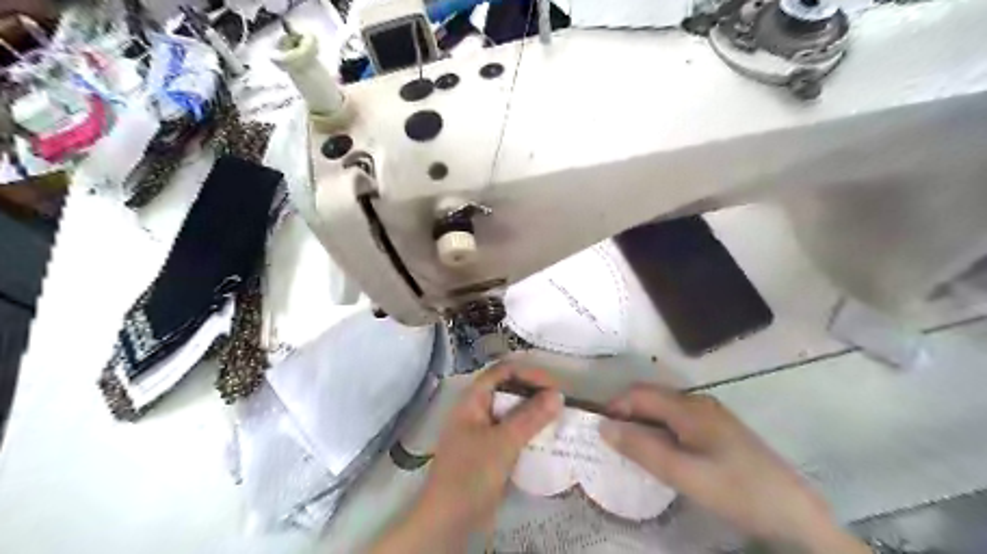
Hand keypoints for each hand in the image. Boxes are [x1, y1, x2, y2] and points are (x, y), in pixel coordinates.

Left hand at [370, 366, 561, 551]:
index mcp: (473, 400)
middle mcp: (478, 411)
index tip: (554, 385)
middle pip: (509, 390)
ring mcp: (483, 432)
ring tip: (560, 419)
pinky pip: (513, 434)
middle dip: (534, 393)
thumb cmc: (471, 473)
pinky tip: (549, 440)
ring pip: (513, 413)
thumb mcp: (503, 442)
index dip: (528, 373)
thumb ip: (531, 417)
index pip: (502, 371)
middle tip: (561, 402)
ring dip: (535, 414)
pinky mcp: (491, 452)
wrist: (448, 521)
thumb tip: (559, 394)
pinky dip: (530, 433)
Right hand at [598, 385, 864, 553]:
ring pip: (664, 409)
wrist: (794, 513)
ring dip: (643, 423)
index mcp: (689, 407)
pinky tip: (661, 452)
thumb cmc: (736, 490)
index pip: (639, 393)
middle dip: (627, 414)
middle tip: (612, 442)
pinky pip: (678, 421)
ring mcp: (710, 415)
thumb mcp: (683, 473)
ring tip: (631, 449)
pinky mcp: (718, 430)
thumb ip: (642, 448)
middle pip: (651, 398)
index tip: (599, 430)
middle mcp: (698, 402)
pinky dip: (660, 430)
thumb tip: (603, 427)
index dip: (615, 406)